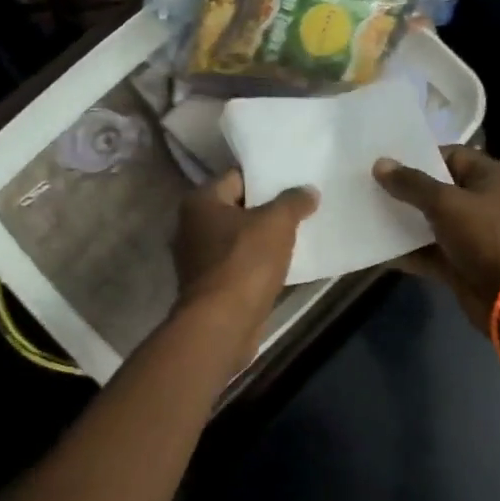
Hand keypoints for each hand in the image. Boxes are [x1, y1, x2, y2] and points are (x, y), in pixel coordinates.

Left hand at [172, 169, 318, 362]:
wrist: (223, 323)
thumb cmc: (245, 262)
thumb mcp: (277, 223)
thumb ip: (293, 201)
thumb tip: (308, 190)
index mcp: (200, 202)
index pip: (236, 177)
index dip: (266, 178)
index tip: (293, 181)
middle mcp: (191, 226)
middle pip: (236, 208)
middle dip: (266, 208)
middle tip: (299, 206)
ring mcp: (197, 259)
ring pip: (237, 238)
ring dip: (262, 238)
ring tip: (296, 233)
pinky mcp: (209, 286)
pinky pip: (238, 264)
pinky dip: (256, 263)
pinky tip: (282, 264)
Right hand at [373, 147, 499, 330]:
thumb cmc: (486, 236)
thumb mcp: (446, 203)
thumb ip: (412, 184)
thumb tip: (380, 164)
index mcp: (491, 177)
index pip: (452, 156)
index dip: (419, 158)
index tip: (386, 163)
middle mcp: (485, 202)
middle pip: (440, 190)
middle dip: (407, 191)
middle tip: (370, 187)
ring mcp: (474, 236)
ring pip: (432, 223)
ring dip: (404, 222)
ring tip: (367, 214)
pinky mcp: (463, 264)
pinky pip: (431, 252)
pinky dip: (409, 252)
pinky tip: (378, 249)